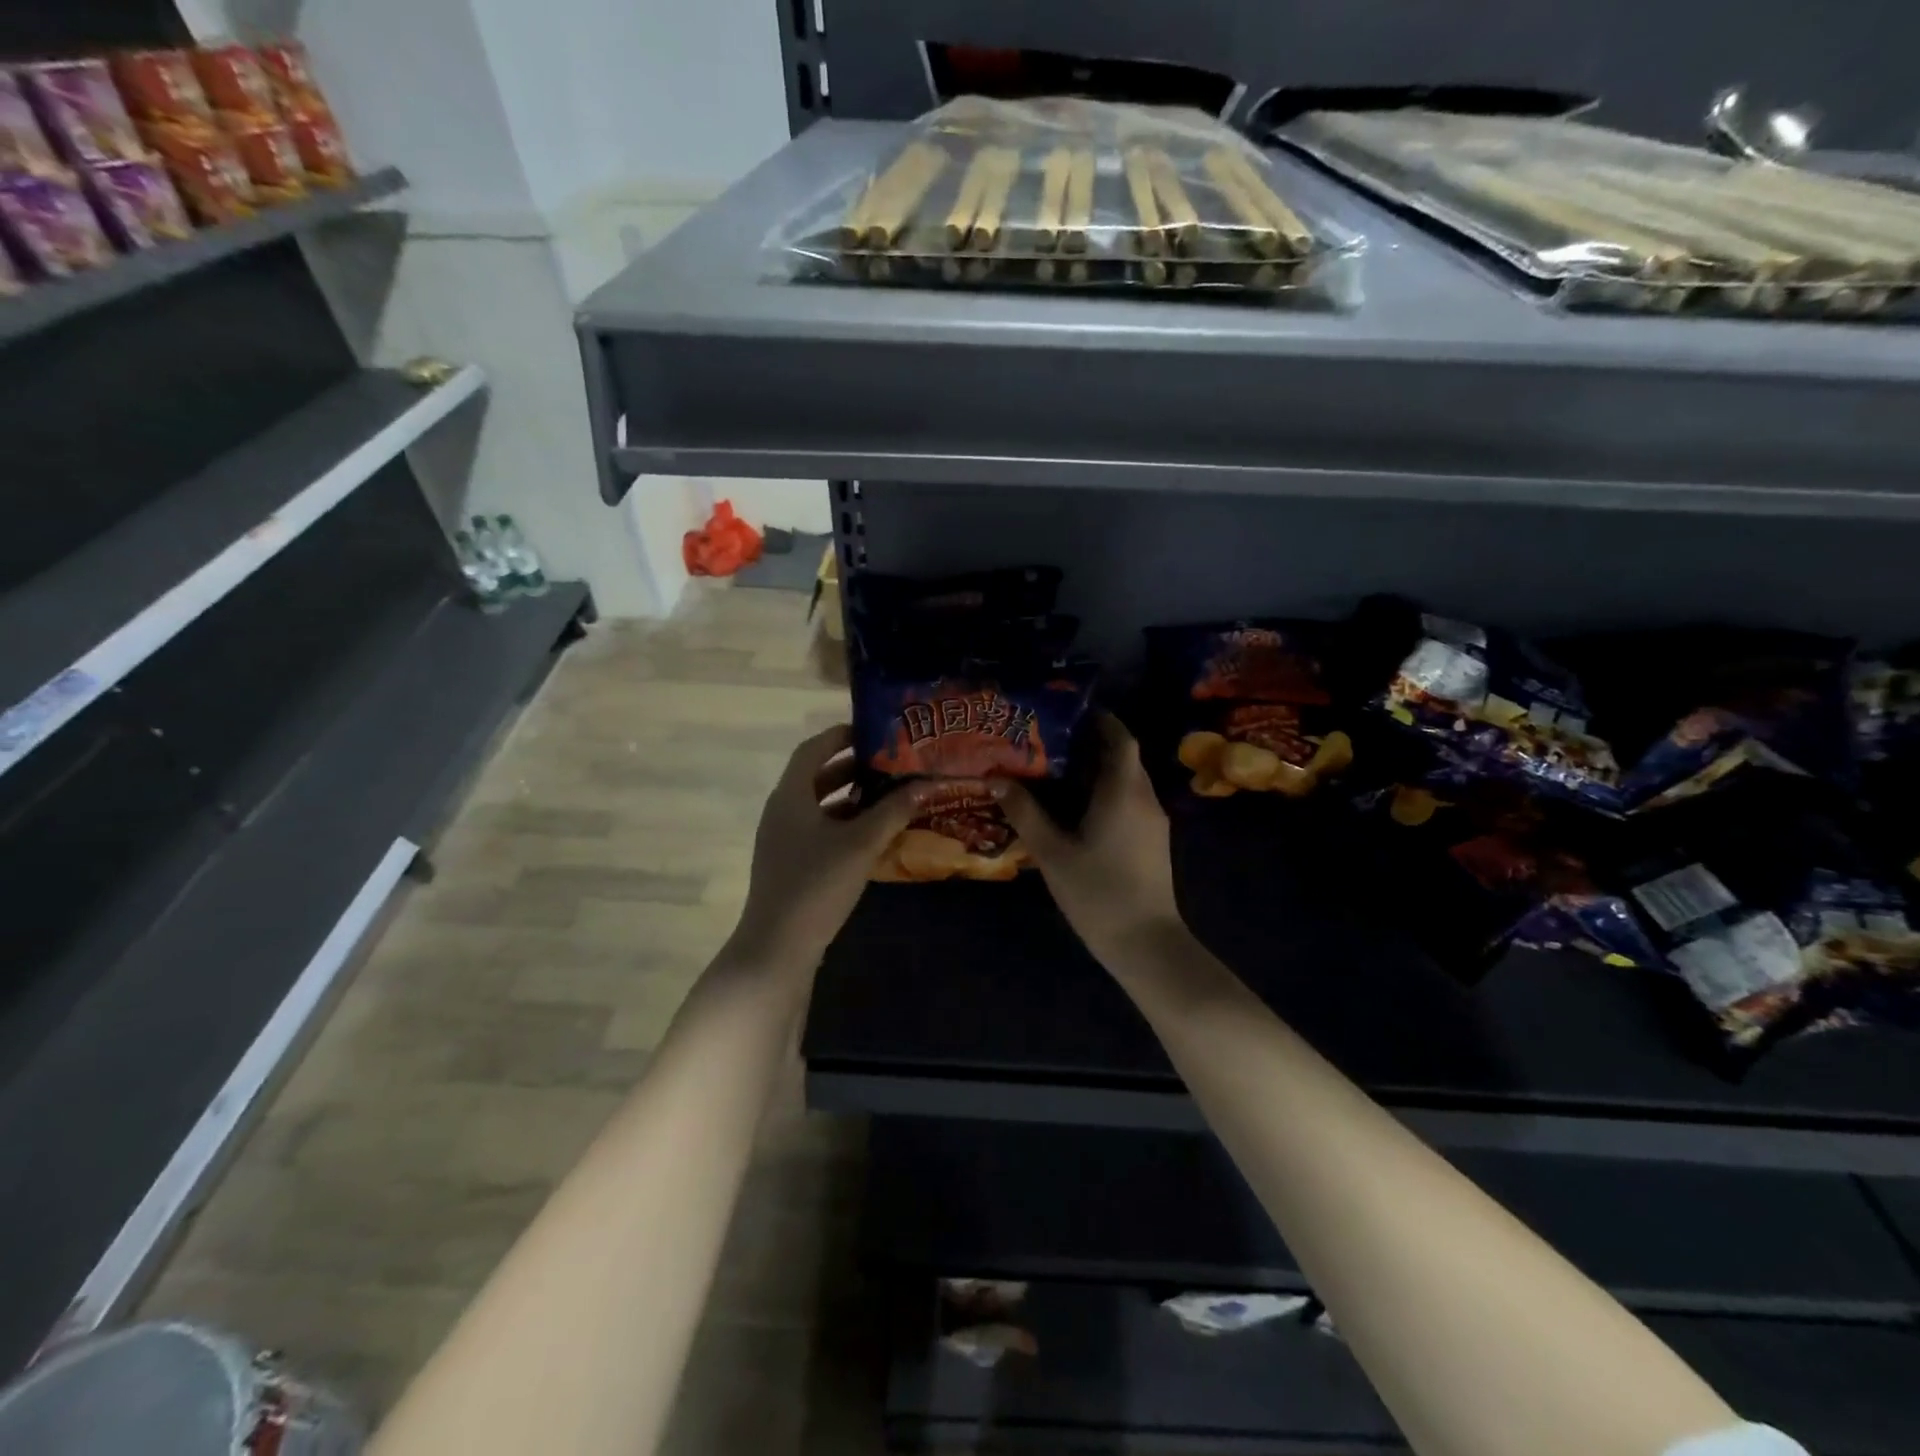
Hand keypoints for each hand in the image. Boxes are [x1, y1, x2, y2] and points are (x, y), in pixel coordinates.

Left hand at [725, 724, 921, 971]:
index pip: (813, 749)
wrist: (778, 947)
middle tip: (890, 762)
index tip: (874, 731)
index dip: (841, 735)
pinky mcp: (790, 863)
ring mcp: (783, 839)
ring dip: (851, 797)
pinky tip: (873, 833)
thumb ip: (893, 811)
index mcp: (790, 795)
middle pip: (817, 776)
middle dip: (853, 767)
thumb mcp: (861, 843)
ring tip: (888, 793)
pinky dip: (845, 823)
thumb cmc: (817, 884)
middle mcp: (782, 811)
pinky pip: (819, 829)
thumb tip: (926, 785)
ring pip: (819, 805)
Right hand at [996, 715, 1182, 962]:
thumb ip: (1025, 813)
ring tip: (1059, 773)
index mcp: (1123, 792)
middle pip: (1124, 758)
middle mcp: (1144, 799)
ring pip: (1128, 782)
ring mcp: (1154, 822)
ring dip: (1099, 771)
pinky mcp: (1154, 842)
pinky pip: (1131, 802)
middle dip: (1093, 745)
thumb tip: (996, 778)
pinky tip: (1078, 810)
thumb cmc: (1098, 893)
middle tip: (1052, 742)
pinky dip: (1107, 794)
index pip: (1120, 739)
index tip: (1071, 713)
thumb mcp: (1052, 853)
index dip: (1100, 720)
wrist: (1146, 944)